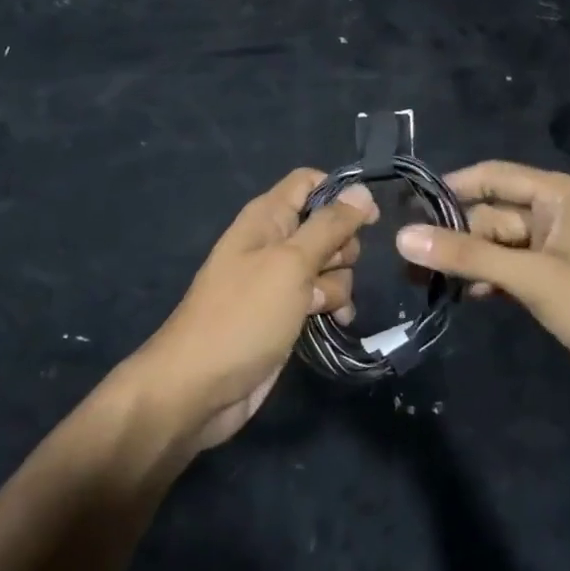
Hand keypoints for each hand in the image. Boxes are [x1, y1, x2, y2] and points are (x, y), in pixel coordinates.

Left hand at [137, 169, 377, 449]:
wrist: (199, 388)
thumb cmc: (243, 316)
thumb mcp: (290, 263)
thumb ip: (329, 226)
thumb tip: (363, 191)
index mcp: (266, 217)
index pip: (309, 182)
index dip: (341, 194)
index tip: (370, 218)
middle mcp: (273, 242)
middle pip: (327, 226)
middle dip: (342, 248)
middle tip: (325, 270)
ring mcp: (279, 280)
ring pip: (330, 265)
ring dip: (337, 284)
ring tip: (318, 307)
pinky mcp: (286, 313)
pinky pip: (322, 297)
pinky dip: (333, 307)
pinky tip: (336, 322)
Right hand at [394, 161, 569, 408]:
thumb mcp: (531, 276)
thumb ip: (467, 255)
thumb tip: (403, 236)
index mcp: (560, 195)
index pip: (493, 176)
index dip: (451, 188)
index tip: (409, 208)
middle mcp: (556, 214)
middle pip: (492, 214)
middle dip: (455, 235)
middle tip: (410, 259)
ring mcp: (555, 251)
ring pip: (497, 245)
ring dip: (467, 260)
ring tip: (421, 279)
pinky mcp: (552, 283)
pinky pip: (508, 270)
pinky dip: (485, 279)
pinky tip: (460, 296)